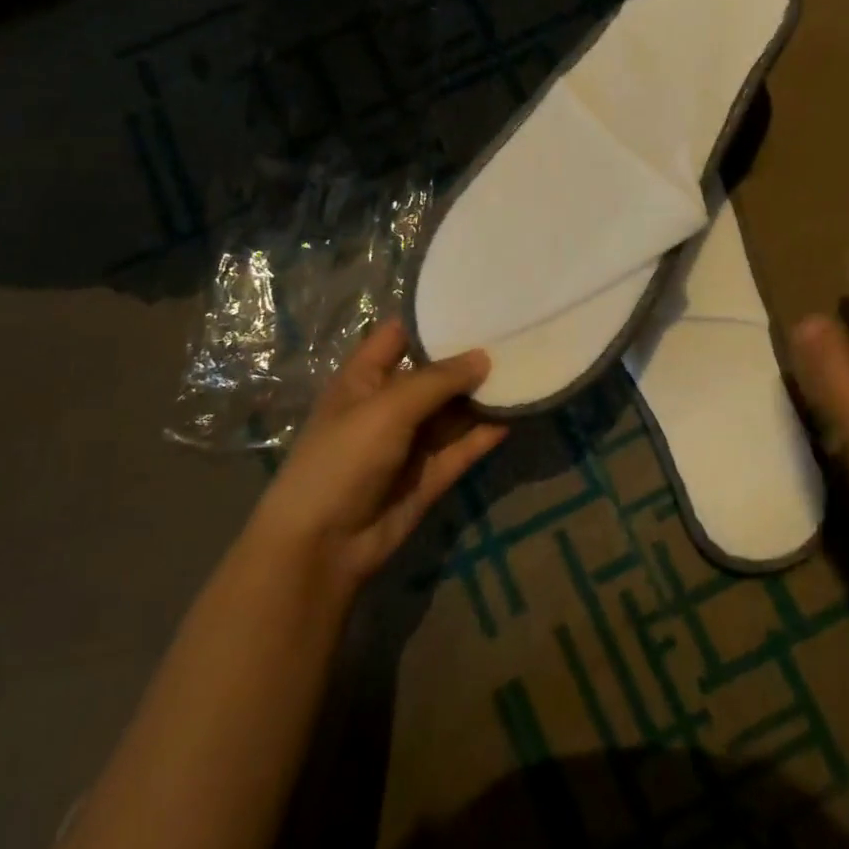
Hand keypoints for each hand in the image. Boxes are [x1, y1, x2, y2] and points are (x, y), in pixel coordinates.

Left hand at [254, 319, 506, 599]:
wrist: (322, 547)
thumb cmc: (343, 460)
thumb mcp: (387, 408)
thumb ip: (438, 380)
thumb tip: (484, 357)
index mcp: (364, 379)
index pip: (399, 335)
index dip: (432, 318)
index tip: (477, 300)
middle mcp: (389, 405)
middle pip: (435, 373)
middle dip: (470, 357)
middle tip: (517, 333)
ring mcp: (410, 442)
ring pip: (454, 411)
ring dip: (483, 396)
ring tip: (526, 370)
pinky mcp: (429, 475)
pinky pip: (463, 447)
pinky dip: (485, 434)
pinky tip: (515, 416)